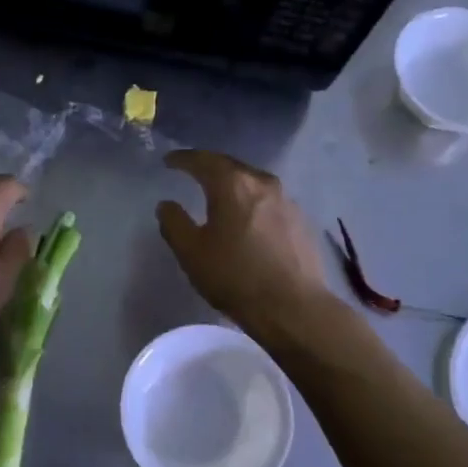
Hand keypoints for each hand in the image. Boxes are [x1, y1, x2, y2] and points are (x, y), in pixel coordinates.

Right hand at [156, 150, 328, 330]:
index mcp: (232, 185)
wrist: (293, 307)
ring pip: (252, 182)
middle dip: (209, 166)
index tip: (169, 161)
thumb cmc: (235, 277)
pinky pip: (268, 200)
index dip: (183, 159)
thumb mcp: (191, 252)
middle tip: (192, 170)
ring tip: (218, 193)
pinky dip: (251, 201)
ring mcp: (286, 200)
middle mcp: (262, 183)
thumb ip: (174, 223)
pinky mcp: (300, 220)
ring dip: (233, 183)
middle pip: (231, 165)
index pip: (203, 160)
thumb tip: (167, 205)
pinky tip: (246, 216)